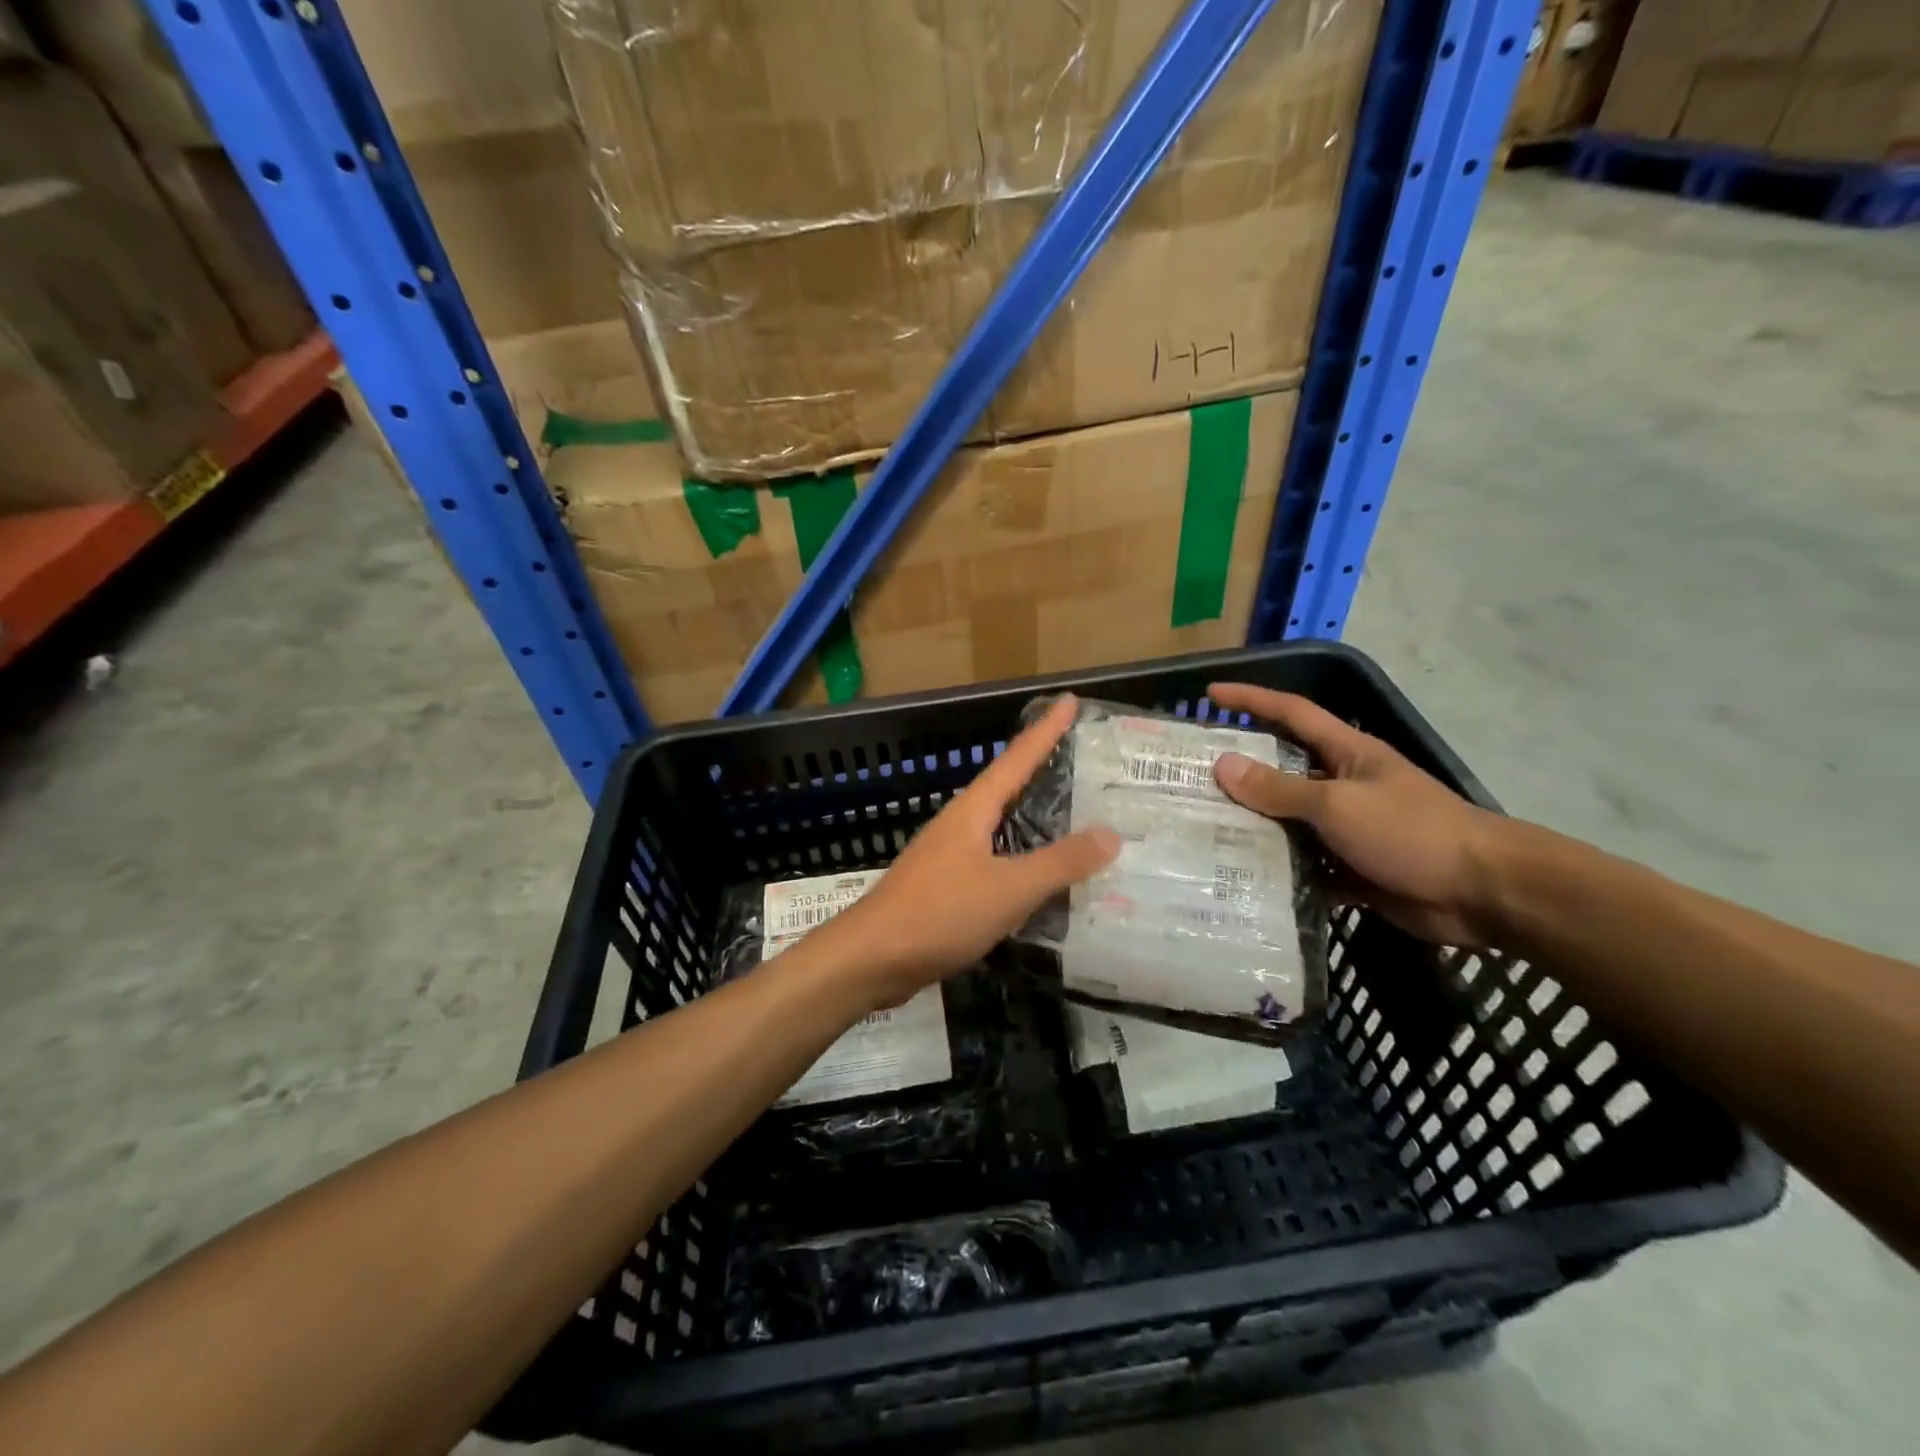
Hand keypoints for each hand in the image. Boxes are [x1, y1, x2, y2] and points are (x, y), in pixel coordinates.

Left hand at [819, 696, 1120, 1007]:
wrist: (872, 959)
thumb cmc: (940, 913)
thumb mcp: (1009, 888)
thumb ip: (1059, 863)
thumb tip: (1110, 834)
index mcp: (973, 810)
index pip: (1017, 758)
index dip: (1046, 730)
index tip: (1069, 700)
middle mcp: (960, 824)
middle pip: (1007, 786)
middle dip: (1042, 769)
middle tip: (1082, 759)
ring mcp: (949, 856)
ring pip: (1000, 826)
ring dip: (1033, 817)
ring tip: (1072, 814)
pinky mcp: (945, 887)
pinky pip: (994, 861)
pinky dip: (1022, 859)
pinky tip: (1039, 877)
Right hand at [1208, 682, 1507, 945]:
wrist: (1485, 892)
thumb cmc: (1411, 831)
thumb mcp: (1338, 805)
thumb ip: (1279, 789)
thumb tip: (1223, 765)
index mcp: (1346, 753)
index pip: (1291, 713)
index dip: (1252, 699)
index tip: (1211, 693)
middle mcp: (1343, 785)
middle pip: (1282, 771)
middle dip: (1239, 772)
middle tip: (1190, 777)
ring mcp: (1348, 829)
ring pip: (1289, 822)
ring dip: (1253, 827)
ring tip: (1201, 830)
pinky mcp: (1353, 869)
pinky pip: (1304, 866)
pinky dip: (1278, 871)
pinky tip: (1241, 878)